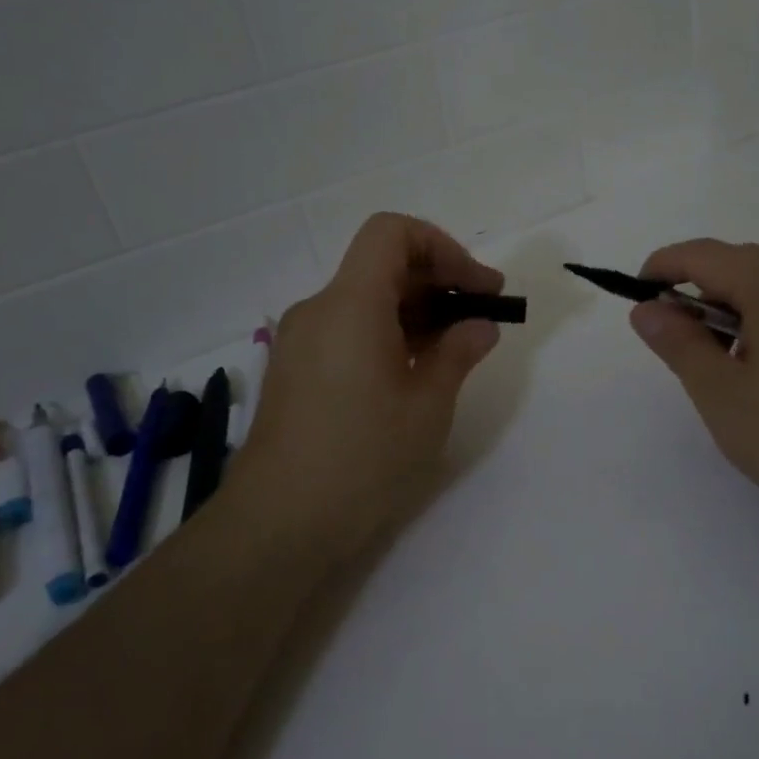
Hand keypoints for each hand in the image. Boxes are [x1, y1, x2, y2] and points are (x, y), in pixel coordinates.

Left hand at [229, 214, 504, 560]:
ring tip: (454, 348)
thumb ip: (458, 353)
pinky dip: (386, 333)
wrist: (277, 525)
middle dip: (436, 280)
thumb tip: (479, 326)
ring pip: (364, 298)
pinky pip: (346, 328)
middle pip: (380, 265)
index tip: (477, 287)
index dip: (442, 247)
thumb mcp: (428, 406)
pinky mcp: (294, 370)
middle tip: (480, 317)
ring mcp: (300, 340)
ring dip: (413, 310)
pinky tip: (412, 371)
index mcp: (351, 304)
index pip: (392, 233)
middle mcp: (318, 309)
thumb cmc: (362, 459)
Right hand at [629, 240, 758, 533]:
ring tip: (723, 357)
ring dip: (737, 302)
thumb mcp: (720, 393)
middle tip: (678, 334)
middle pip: (742, 261)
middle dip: (701, 286)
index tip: (638, 294)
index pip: (704, 255)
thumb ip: (678, 343)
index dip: (664, 267)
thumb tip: (647, 309)